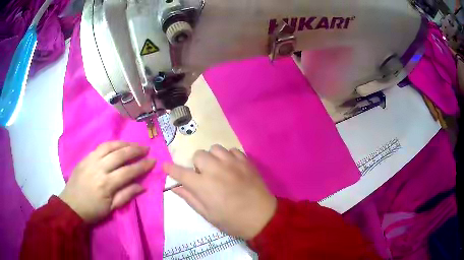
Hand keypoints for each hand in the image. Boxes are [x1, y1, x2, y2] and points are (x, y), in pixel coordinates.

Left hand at [59, 141, 154, 222]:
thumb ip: (127, 195)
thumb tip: (142, 186)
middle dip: (135, 150)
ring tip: (133, 144)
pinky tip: (118, 145)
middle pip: (120, 155)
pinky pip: (100, 147)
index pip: (128, 171)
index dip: (142, 166)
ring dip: (124, 143)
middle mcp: (99, 168)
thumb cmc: (93, 211)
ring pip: (109, 146)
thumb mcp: (111, 209)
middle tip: (146, 148)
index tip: (153, 161)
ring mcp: (90, 160)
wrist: (71, 206)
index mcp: (106, 184)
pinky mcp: (85, 158)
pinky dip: (111, 144)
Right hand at [164, 145, 276, 239]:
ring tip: (219, 170)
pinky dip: (228, 157)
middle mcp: (215, 169)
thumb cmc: (232, 220)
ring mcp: (232, 163)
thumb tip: (176, 187)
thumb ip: (190, 198)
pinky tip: (232, 167)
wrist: (262, 217)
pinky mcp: (246, 161)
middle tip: (205, 177)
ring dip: (212, 158)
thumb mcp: (207, 214)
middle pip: (198, 155)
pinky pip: (232, 150)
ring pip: (215, 149)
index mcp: (203, 185)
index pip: (181, 173)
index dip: (171, 169)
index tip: (166, 166)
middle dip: (197, 165)